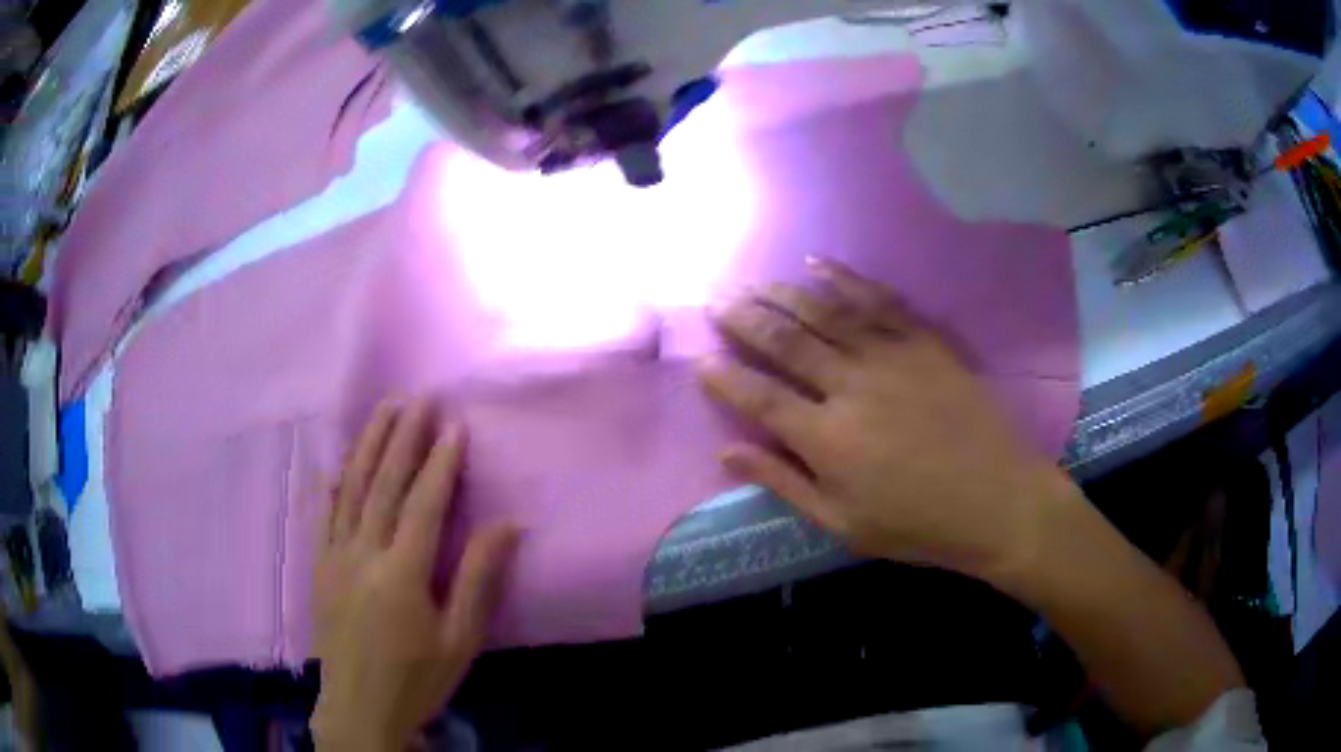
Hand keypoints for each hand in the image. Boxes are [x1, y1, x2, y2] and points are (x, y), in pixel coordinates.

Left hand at [311, 400, 517, 751]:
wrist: (358, 707)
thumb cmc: (417, 678)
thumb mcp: (460, 640)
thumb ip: (479, 579)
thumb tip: (509, 524)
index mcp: (402, 573)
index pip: (424, 503)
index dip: (440, 462)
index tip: (454, 424)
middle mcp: (363, 553)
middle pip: (384, 484)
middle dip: (403, 437)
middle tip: (419, 398)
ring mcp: (335, 556)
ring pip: (352, 488)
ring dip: (369, 445)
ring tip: (384, 409)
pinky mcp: (319, 565)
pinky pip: (326, 512)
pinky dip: (336, 480)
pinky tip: (342, 459)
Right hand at [698, 259, 1080, 582]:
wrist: (998, 499)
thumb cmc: (917, 523)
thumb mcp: (843, 523)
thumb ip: (784, 483)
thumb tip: (727, 454)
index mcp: (827, 438)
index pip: (759, 398)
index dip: (725, 378)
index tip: (700, 360)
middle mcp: (851, 386)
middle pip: (786, 342)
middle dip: (745, 319)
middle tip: (717, 300)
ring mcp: (891, 356)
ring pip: (825, 312)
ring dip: (783, 293)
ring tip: (754, 281)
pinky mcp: (924, 342)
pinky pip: (878, 299)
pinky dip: (845, 278)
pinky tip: (819, 263)